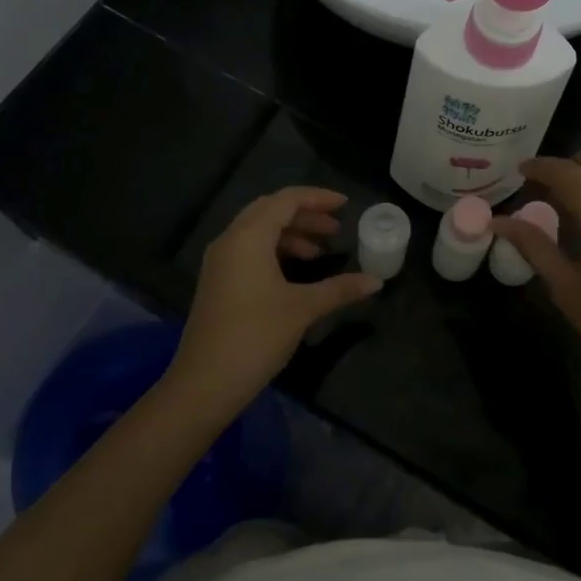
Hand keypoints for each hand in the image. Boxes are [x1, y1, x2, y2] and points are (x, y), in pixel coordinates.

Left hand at [169, 187, 379, 414]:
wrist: (205, 383)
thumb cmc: (256, 336)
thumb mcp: (303, 309)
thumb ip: (340, 289)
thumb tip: (375, 281)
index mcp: (248, 237)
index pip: (285, 200)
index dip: (317, 198)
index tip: (345, 204)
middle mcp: (230, 240)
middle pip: (270, 210)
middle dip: (305, 215)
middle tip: (335, 228)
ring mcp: (220, 261)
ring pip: (258, 231)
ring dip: (291, 234)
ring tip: (320, 252)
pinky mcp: (217, 281)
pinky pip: (249, 249)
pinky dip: (275, 250)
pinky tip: (295, 271)